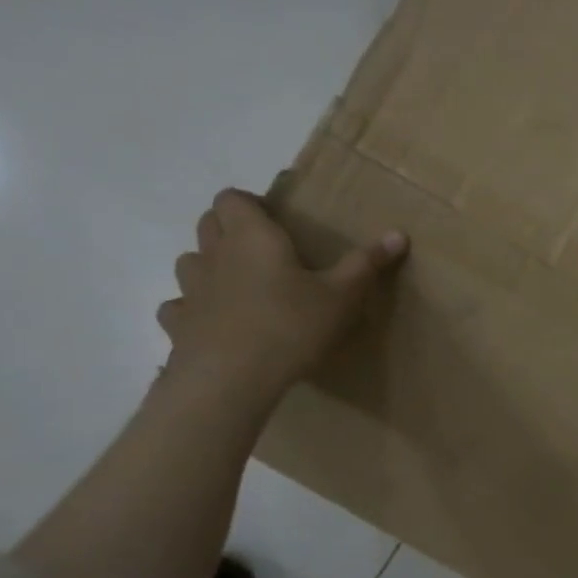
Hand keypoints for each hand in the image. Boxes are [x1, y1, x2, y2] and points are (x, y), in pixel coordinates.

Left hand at [156, 189, 406, 395]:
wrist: (232, 379)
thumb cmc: (292, 326)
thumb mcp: (342, 295)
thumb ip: (366, 263)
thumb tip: (398, 234)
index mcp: (253, 237)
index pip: (232, 198)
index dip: (250, 203)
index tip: (276, 221)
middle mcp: (215, 254)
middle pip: (208, 223)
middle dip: (230, 228)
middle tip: (266, 251)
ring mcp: (190, 289)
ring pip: (190, 261)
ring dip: (210, 264)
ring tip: (241, 285)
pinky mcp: (178, 324)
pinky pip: (180, 306)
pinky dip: (194, 308)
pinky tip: (216, 323)